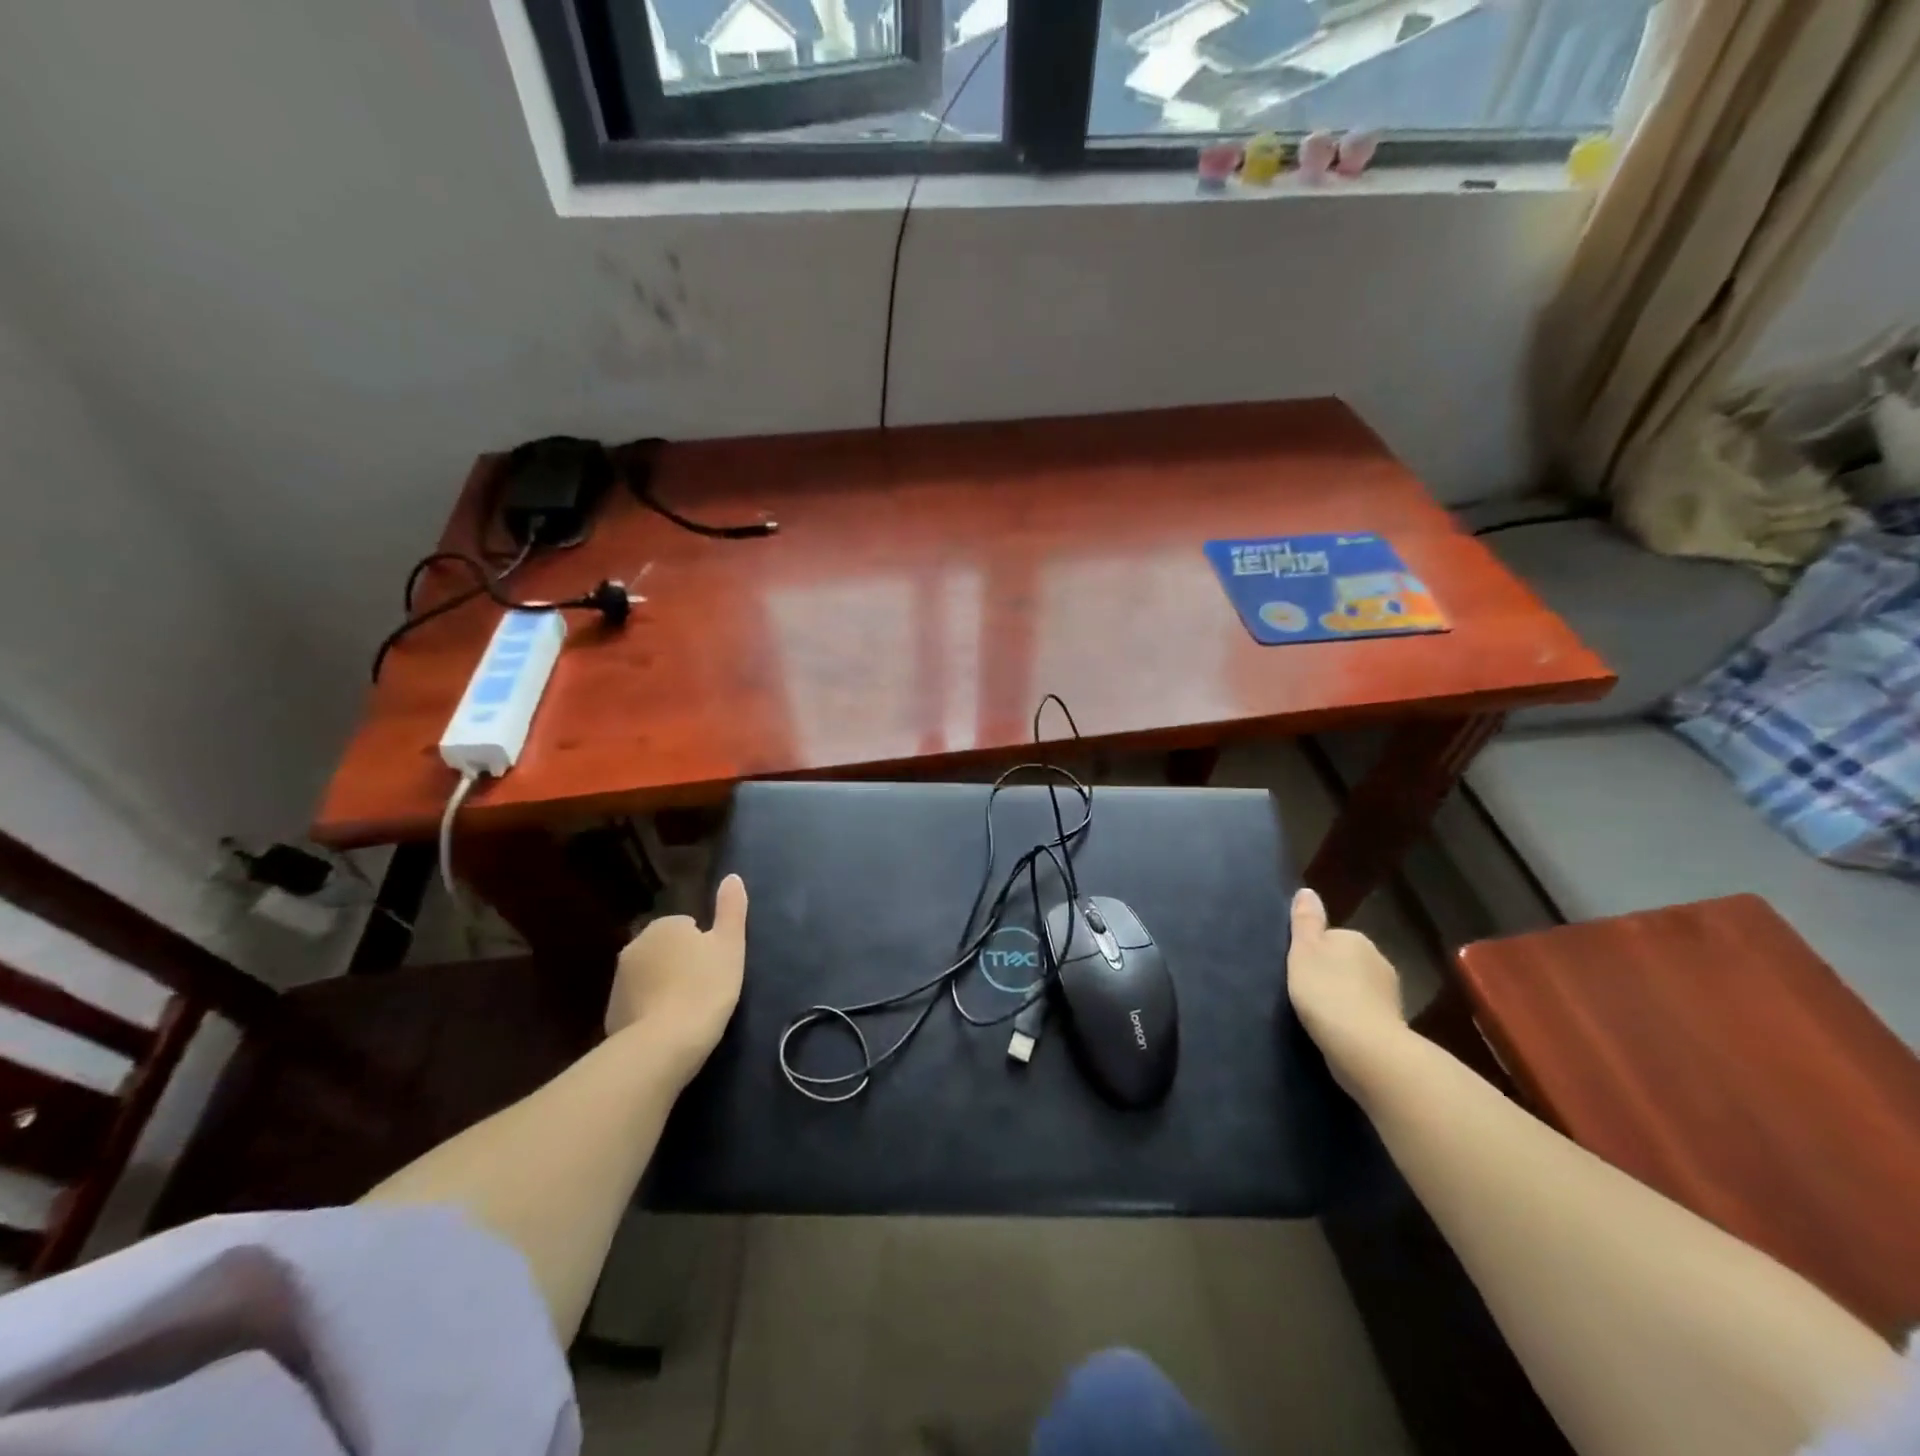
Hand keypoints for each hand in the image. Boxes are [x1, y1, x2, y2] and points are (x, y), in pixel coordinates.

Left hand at [607, 874, 747, 1087]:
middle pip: (666, 950)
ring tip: (688, 1012)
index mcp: (664, 925)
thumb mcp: (730, 945)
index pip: (688, 927)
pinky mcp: (611, 1013)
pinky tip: (669, 1029)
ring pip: (650, 976)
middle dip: (681, 964)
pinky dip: (650, 1011)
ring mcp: (619, 981)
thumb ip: (731, 908)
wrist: (663, 1044)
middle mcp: (635, 945)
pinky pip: (638, 1004)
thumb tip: (732, 876)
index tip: (715, 969)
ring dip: (664, 987)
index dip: (705, 947)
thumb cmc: (705, 988)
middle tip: (705, 989)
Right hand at [1286, 887, 1407, 1089]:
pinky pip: (1366, 1014)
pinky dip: (1354, 1019)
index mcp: (1356, 939)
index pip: (1331, 937)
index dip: (1312, 952)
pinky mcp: (1393, 1025)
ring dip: (1343, 998)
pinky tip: (1338, 1033)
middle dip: (1331, 974)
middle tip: (1306, 992)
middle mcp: (1379, 960)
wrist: (1365, 1047)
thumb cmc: (1326, 991)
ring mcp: (1390, 995)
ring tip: (1320, 1016)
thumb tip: (1307, 891)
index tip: (1298, 969)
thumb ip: (1305, 921)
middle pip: (1346, 962)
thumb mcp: (1304, 950)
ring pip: (1358, 988)